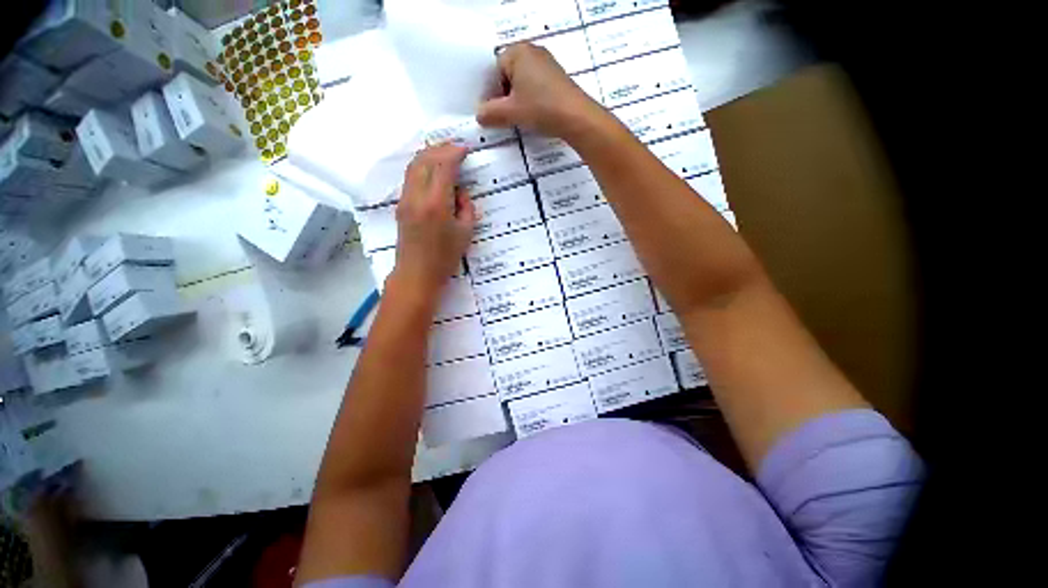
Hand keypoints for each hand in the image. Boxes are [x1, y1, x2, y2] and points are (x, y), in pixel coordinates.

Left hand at [392, 144, 475, 293]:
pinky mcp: (401, 205)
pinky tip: (432, 169)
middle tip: (456, 146)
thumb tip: (460, 191)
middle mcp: (417, 196)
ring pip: (414, 166)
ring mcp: (405, 199)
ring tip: (444, 152)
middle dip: (441, 148)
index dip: (455, 153)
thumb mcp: (466, 233)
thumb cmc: (445, 258)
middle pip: (425, 160)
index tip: (465, 149)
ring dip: (429, 154)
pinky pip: (410, 177)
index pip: (443, 166)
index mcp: (436, 204)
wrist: (416, 273)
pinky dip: (422, 166)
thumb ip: (466, 207)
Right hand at [477, 43, 605, 139]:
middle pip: (508, 76)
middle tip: (505, 117)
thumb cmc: (541, 108)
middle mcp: (533, 52)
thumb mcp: (511, 112)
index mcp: (518, 51)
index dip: (492, 94)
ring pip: (522, 84)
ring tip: (519, 118)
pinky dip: (531, 101)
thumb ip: (490, 113)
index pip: (494, 71)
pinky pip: (535, 88)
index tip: (493, 113)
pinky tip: (533, 115)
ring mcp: (547, 65)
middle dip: (504, 97)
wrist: (576, 117)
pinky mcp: (556, 79)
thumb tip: (479, 115)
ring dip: (517, 102)